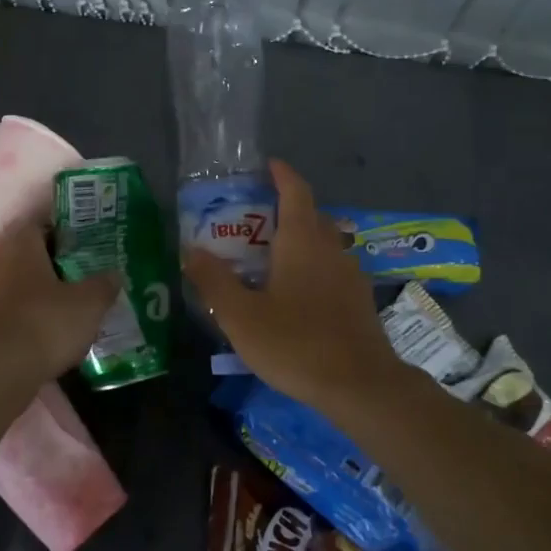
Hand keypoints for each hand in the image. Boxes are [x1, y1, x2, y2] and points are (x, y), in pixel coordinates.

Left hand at [0, 223, 118, 383]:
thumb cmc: (45, 323)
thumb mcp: (89, 304)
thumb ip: (103, 285)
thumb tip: (114, 274)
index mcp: (20, 248)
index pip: (38, 226)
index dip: (61, 234)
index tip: (82, 246)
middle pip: (26, 257)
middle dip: (51, 266)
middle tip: (79, 277)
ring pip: (15, 287)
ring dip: (36, 295)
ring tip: (65, 309)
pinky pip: (7, 314)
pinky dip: (25, 320)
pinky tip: (45, 335)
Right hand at [182, 160, 407, 413]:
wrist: (360, 385)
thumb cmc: (296, 344)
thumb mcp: (241, 316)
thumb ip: (214, 281)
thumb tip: (191, 250)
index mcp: (302, 241)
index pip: (295, 191)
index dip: (281, 174)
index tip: (267, 165)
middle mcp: (330, 248)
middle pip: (310, 215)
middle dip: (285, 208)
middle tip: (253, 219)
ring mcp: (350, 273)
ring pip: (323, 242)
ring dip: (300, 239)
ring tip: (271, 256)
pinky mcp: (359, 299)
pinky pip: (332, 267)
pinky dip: (313, 265)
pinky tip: (297, 292)